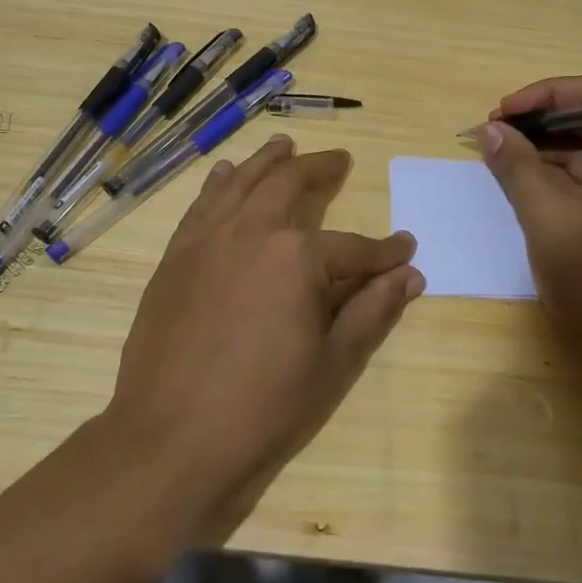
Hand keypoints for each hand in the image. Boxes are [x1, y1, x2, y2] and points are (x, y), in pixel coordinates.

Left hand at [103, 134, 422, 537]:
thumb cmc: (263, 407)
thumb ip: (373, 311)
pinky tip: (225, 174)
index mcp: (297, 257)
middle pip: (289, 185)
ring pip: (241, 182)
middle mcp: (251, 231)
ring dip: (266, 161)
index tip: (405, 249)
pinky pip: (202, 205)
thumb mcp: (333, 363)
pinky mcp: (176, 257)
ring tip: (283, 144)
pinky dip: (219, 184)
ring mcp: (207, 239)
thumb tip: (410, 275)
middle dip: (319, 170)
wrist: (171, 438)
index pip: (354, 247)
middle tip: (338, 160)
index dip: (383, 251)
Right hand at [477, 76, 581, 374]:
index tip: (500, 114)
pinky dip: (550, 176)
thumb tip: (487, 129)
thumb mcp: (548, 217)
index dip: (542, 95)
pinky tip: (519, 185)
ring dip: (539, 150)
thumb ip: (516, 166)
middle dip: (536, 122)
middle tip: (490, 137)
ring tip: (496, 160)